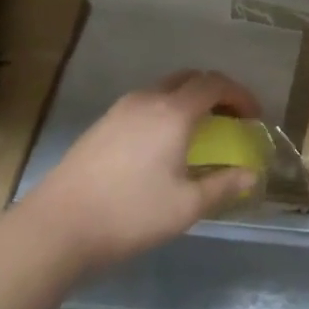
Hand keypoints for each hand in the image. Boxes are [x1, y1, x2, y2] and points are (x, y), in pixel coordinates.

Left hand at [20, 70, 261, 270]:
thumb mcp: (185, 207)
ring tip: (197, 133)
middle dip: (215, 92)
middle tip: (229, 119)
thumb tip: (251, 175)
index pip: (215, 84)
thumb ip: (223, 186)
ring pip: (163, 90)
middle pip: (190, 78)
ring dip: (188, 101)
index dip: (240, 95)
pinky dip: (164, 112)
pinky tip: (160, 146)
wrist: (54, 229)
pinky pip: (143, 105)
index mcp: (173, 112)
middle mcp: (147, 100)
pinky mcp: (100, 126)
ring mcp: (119, 111)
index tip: (254, 116)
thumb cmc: (129, 215)